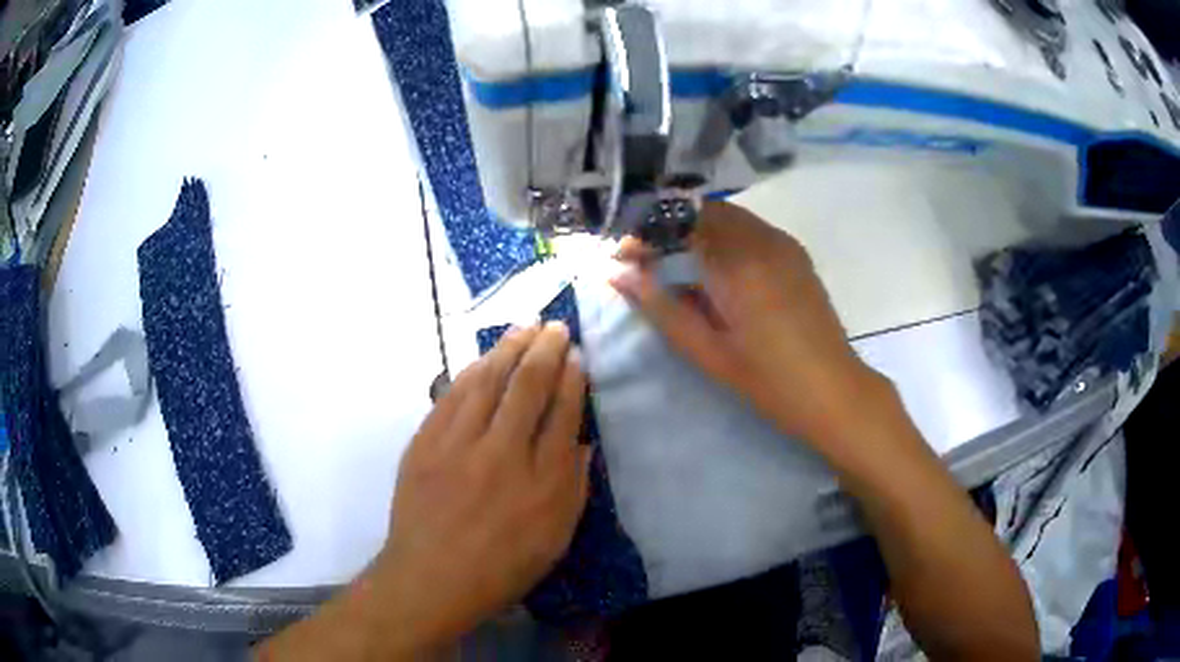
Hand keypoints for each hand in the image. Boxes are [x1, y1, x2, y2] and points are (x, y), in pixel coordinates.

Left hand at [373, 323, 591, 651]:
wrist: (431, 578)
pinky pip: (451, 395)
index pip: (563, 413)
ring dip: (508, 348)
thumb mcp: (556, 540)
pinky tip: (482, 358)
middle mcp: (503, 454)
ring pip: (487, 380)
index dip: (573, 378)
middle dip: (546, 349)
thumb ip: (575, 488)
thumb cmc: (500, 567)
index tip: (578, 356)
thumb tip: (584, 443)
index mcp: (542, 482)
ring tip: (524, 327)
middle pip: (528, 386)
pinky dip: (471, 370)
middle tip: (555, 326)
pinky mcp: (426, 442)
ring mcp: (459, 444)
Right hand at [611, 201, 885, 447]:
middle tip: (649, 263)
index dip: (646, 232)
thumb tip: (617, 273)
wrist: (833, 390)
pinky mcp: (795, 254)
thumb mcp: (706, 349)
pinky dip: (724, 238)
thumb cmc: (767, 379)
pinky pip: (750, 229)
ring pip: (727, 216)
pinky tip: (719, 273)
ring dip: (696, 232)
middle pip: (702, 211)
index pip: (678, 221)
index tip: (625, 256)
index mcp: (736, 261)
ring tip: (680, 268)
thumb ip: (660, 306)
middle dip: (669, 228)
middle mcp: (761, 238)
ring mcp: (782, 243)